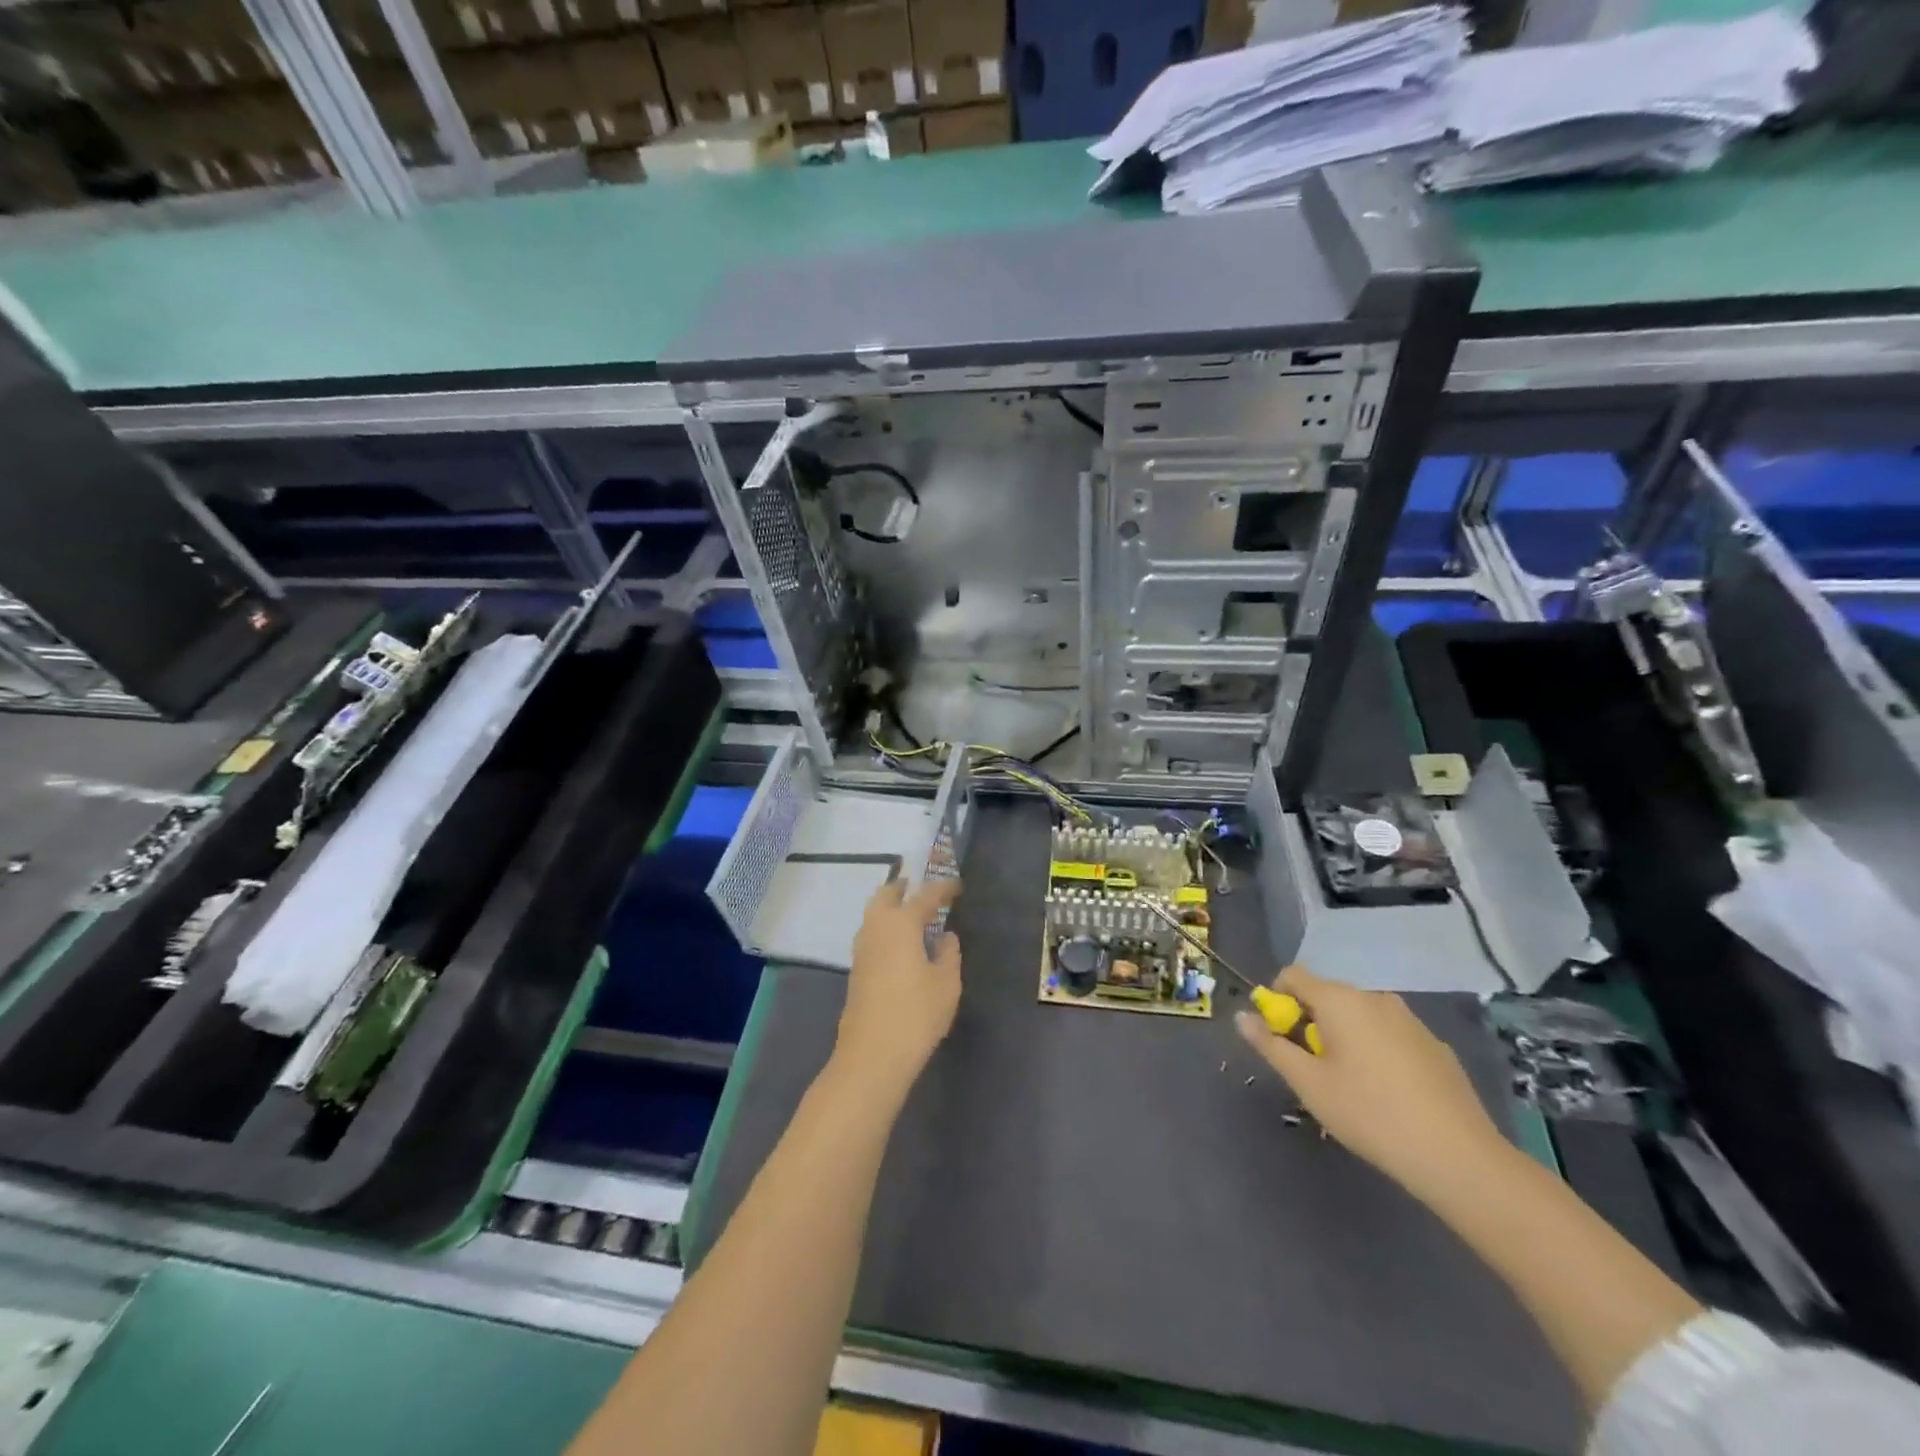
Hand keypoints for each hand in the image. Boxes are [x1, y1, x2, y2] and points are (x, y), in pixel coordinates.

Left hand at [832, 877, 963, 1099]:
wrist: (872, 1055)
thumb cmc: (916, 1015)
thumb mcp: (946, 984)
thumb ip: (949, 953)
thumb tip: (946, 936)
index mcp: (901, 924)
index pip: (925, 896)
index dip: (943, 889)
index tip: (957, 886)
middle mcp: (877, 928)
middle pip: (886, 895)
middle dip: (904, 887)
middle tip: (922, 888)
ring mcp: (862, 949)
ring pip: (874, 914)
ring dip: (890, 906)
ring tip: (911, 912)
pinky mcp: (856, 969)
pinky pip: (871, 933)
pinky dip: (885, 926)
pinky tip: (899, 942)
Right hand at [1237, 965, 1507, 1201]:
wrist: (1457, 1156)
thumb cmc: (1369, 1114)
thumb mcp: (1308, 1083)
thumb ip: (1271, 1045)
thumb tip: (1242, 1016)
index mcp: (1340, 999)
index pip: (1292, 975)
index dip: (1277, 1000)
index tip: (1280, 1038)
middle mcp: (1374, 997)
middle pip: (1327, 995)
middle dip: (1311, 1021)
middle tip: (1313, 1068)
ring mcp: (1410, 1019)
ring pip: (1361, 1016)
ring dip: (1345, 1036)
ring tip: (1351, 1084)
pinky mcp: (1435, 1045)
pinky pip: (1391, 1034)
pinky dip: (1378, 1050)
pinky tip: (1389, 1093)